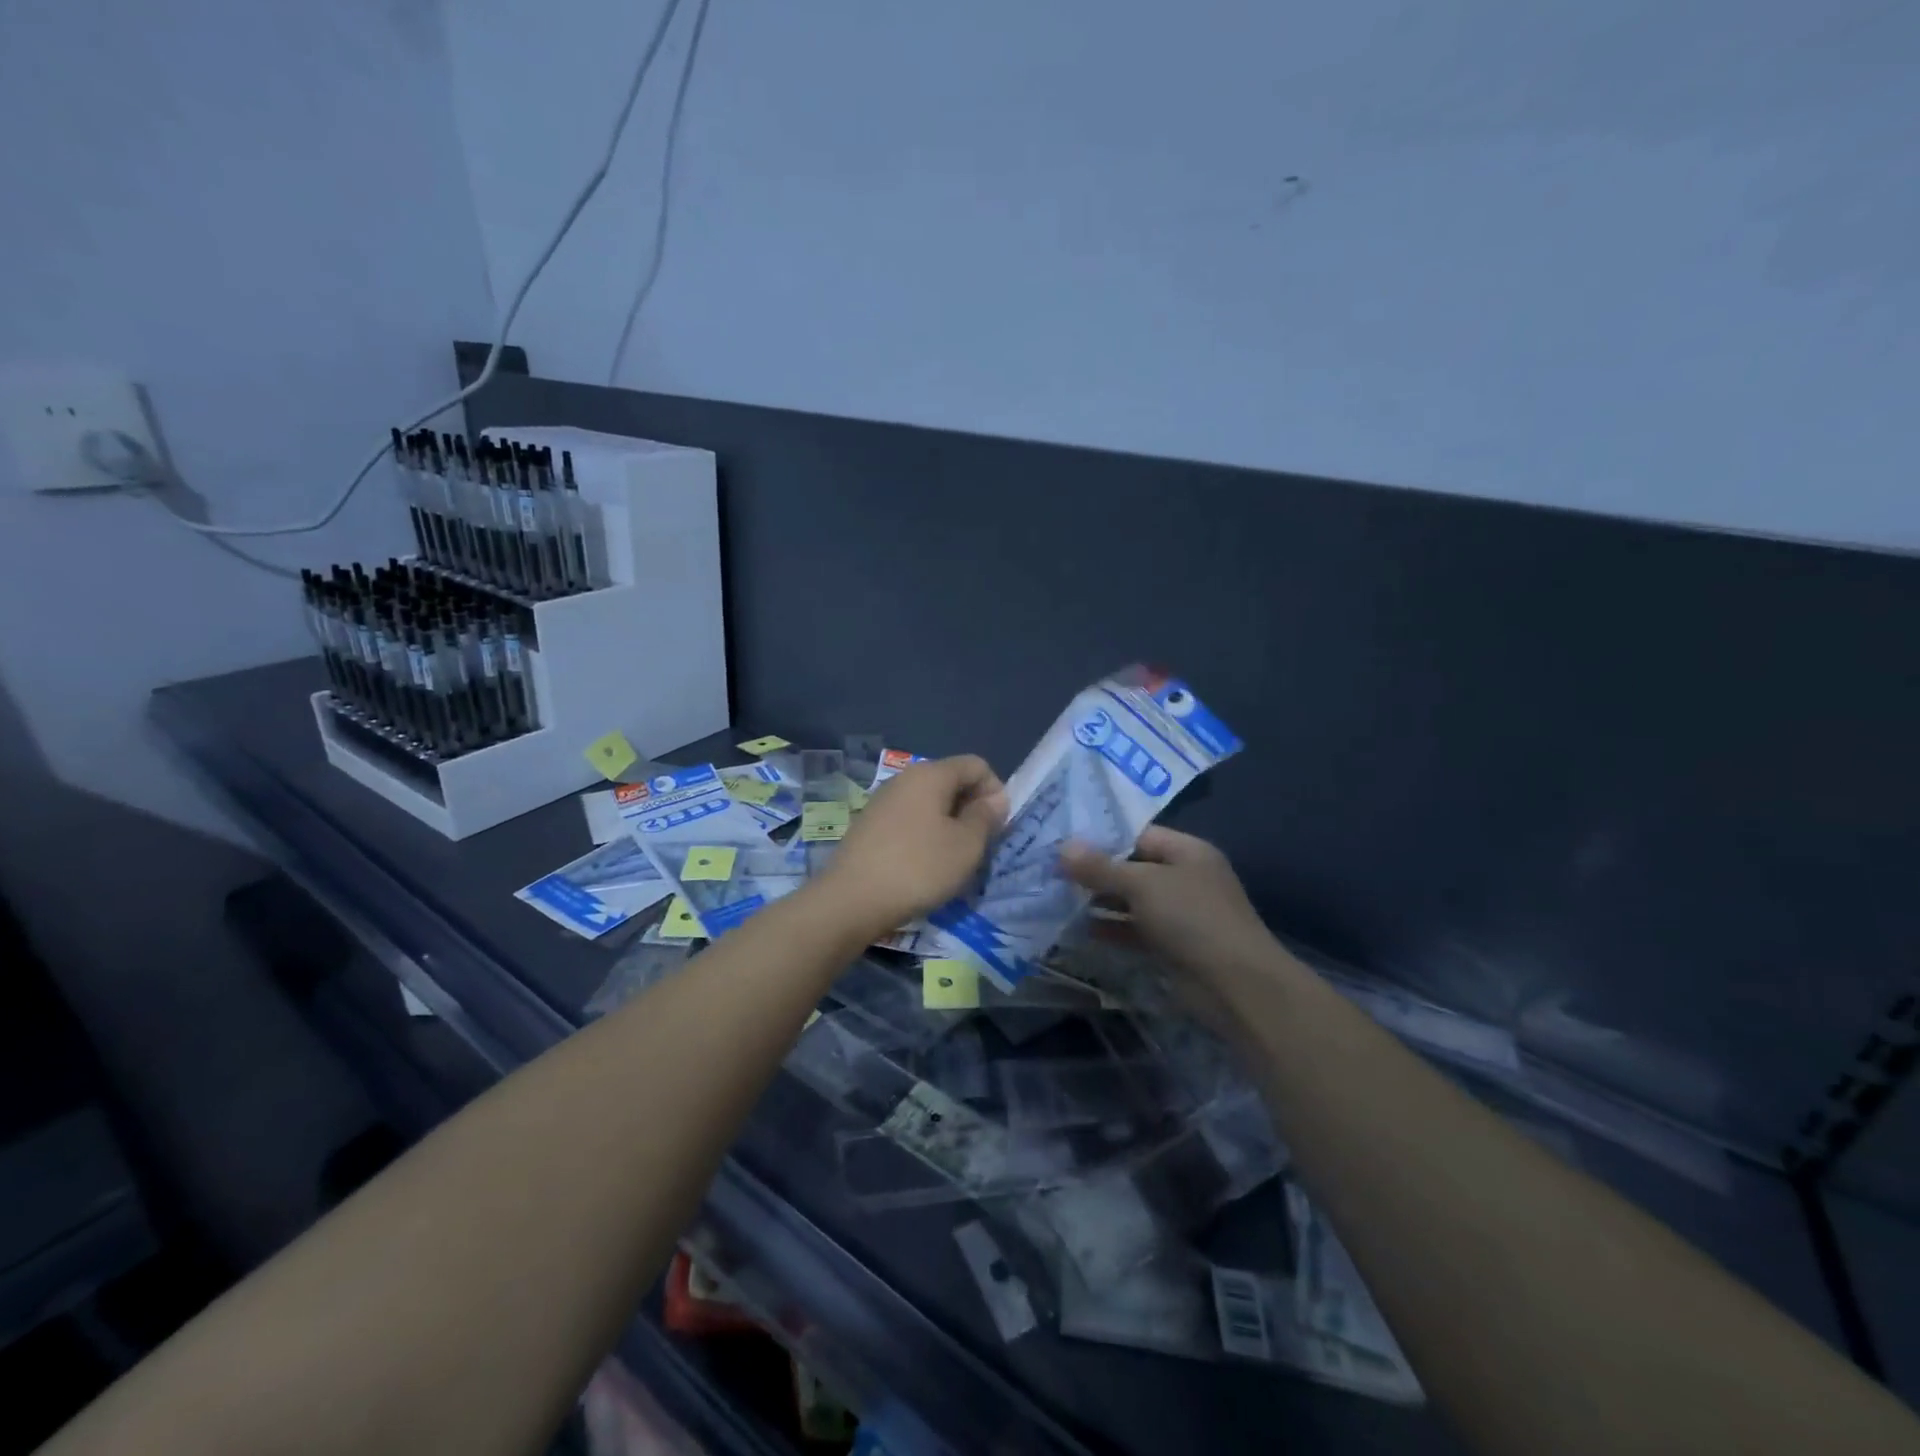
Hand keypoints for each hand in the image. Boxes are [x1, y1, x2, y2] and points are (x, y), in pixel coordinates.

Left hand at [815, 755, 1007, 939]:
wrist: (851, 900)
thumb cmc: (918, 868)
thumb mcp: (966, 846)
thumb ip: (986, 817)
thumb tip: (995, 799)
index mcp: (931, 774)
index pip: (976, 765)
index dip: (995, 791)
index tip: (998, 827)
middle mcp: (905, 779)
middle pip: (952, 781)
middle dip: (972, 809)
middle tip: (980, 846)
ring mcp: (883, 801)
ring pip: (930, 803)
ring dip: (950, 825)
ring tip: (954, 860)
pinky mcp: (870, 824)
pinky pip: (910, 819)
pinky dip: (926, 835)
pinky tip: (924, 866)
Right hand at [1060, 826, 1273, 983]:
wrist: (1235, 986)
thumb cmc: (1192, 919)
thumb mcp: (1142, 885)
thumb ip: (1101, 867)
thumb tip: (1063, 848)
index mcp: (1187, 851)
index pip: (1138, 835)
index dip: (1101, 838)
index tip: (1062, 842)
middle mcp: (1184, 877)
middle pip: (1132, 867)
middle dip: (1095, 871)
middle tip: (1052, 870)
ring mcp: (1179, 913)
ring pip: (1131, 900)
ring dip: (1099, 901)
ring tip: (1056, 897)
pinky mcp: (1172, 945)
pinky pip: (1134, 929)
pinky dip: (1110, 928)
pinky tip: (1078, 929)